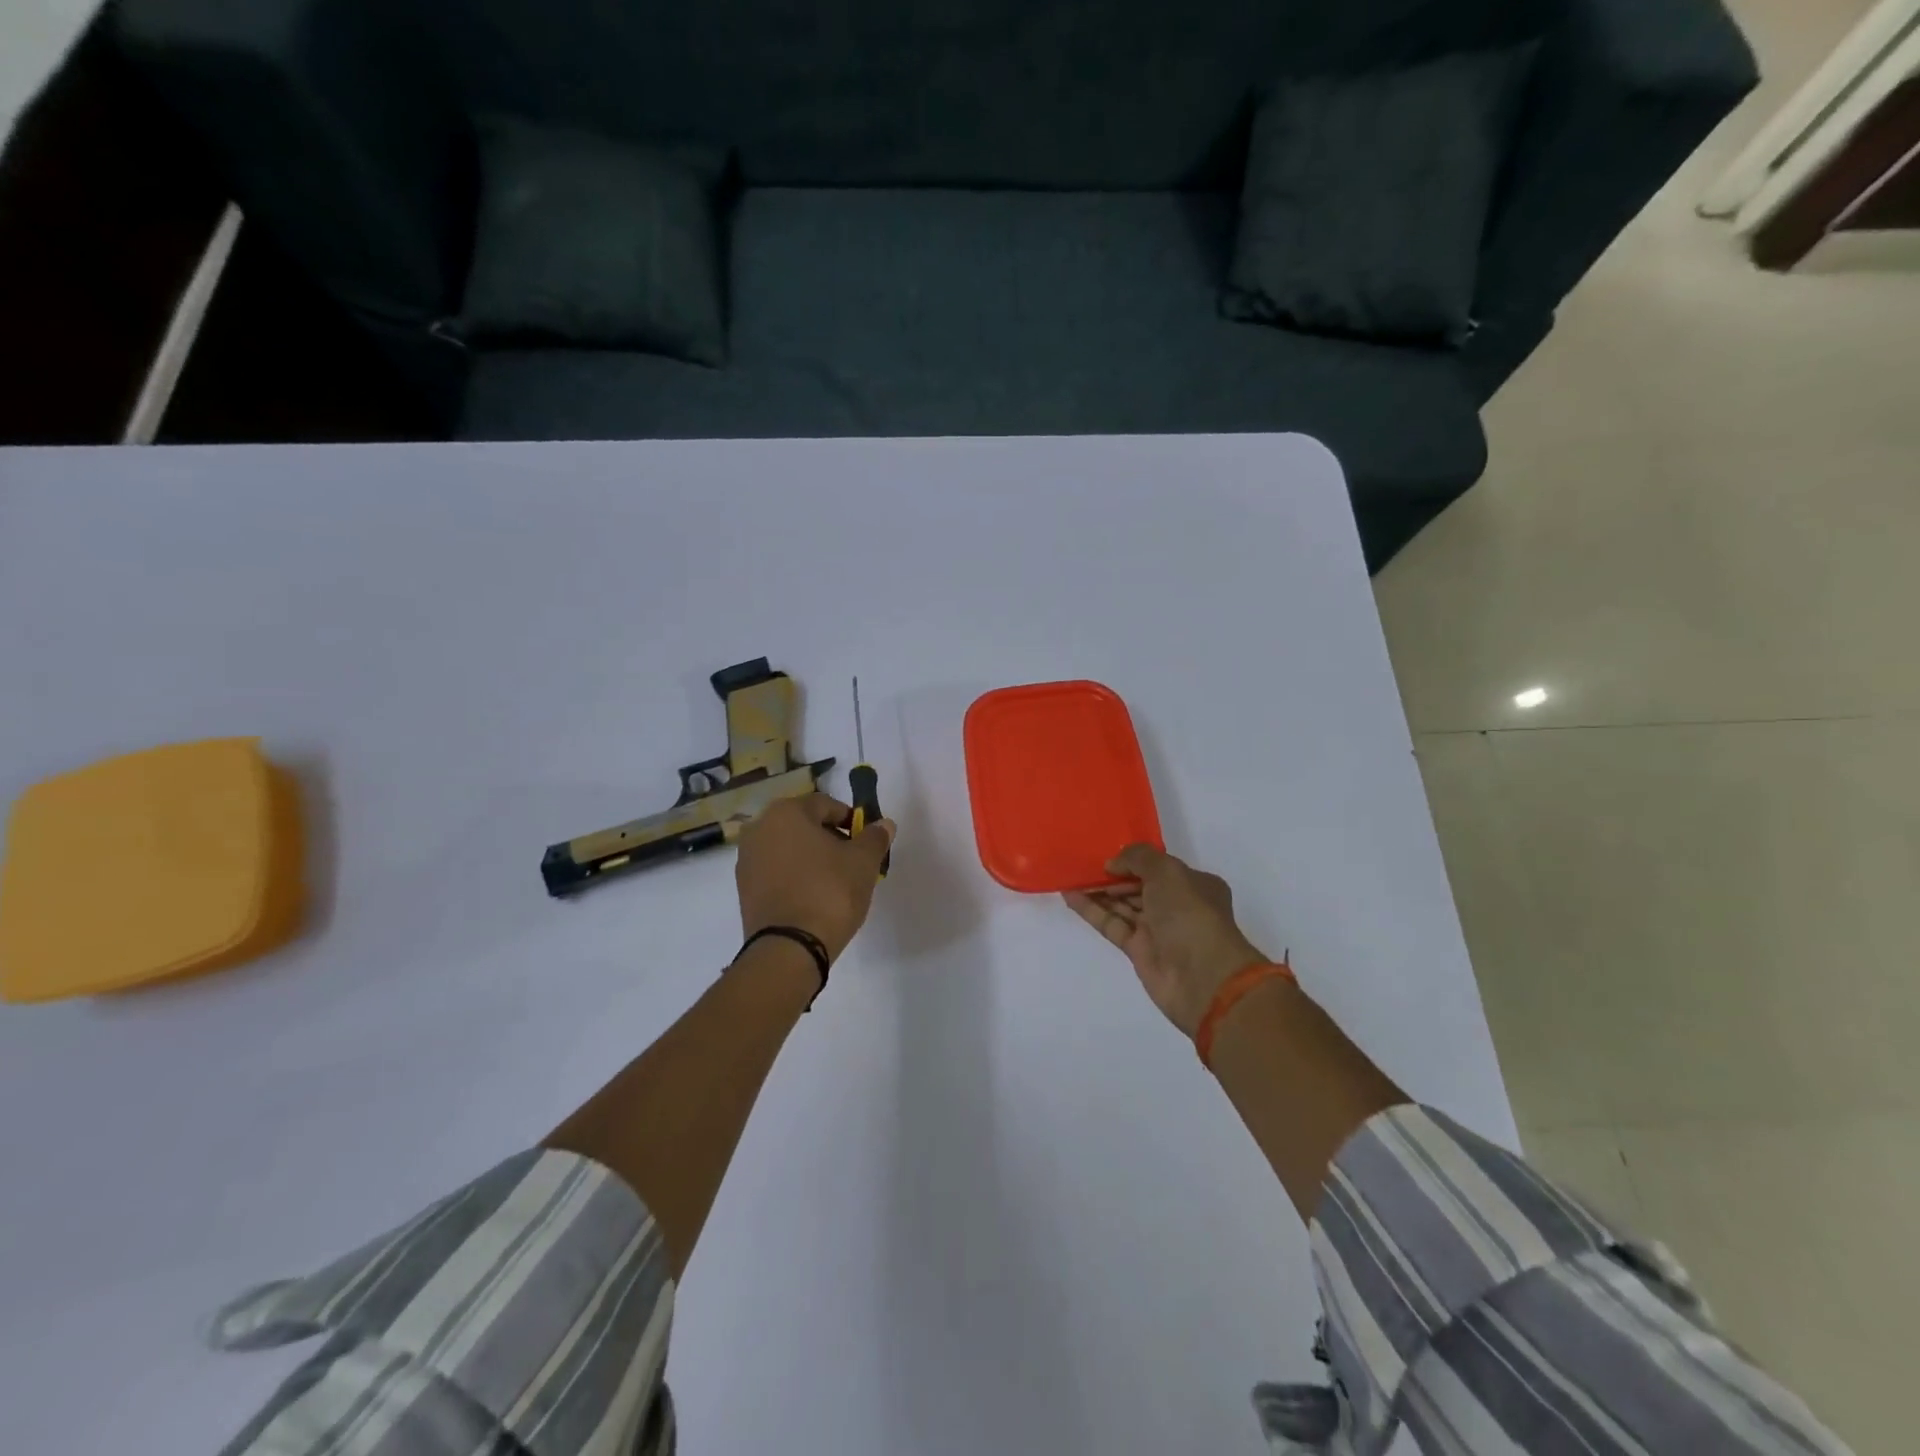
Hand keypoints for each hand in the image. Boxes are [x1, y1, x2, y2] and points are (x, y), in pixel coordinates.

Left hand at [735, 793, 895, 961]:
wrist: (789, 948)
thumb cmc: (830, 892)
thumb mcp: (863, 862)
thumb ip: (874, 837)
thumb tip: (884, 824)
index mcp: (786, 812)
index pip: (826, 804)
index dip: (850, 820)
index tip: (866, 841)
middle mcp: (760, 828)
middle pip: (804, 825)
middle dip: (830, 838)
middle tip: (852, 861)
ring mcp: (747, 860)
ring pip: (788, 848)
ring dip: (811, 858)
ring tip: (834, 882)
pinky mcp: (744, 889)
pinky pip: (776, 871)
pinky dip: (795, 876)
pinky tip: (813, 896)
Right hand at [1064, 845, 1272, 1037]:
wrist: (1202, 977)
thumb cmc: (1190, 915)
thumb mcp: (1167, 872)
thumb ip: (1137, 858)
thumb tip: (1113, 864)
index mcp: (1193, 884)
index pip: (1158, 867)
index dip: (1132, 860)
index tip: (1105, 854)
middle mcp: (1176, 905)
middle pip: (1138, 885)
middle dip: (1112, 875)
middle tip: (1081, 864)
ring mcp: (1157, 929)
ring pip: (1123, 905)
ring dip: (1098, 891)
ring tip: (1070, 875)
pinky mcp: (1138, 950)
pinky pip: (1111, 924)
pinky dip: (1092, 910)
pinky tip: (1070, 896)